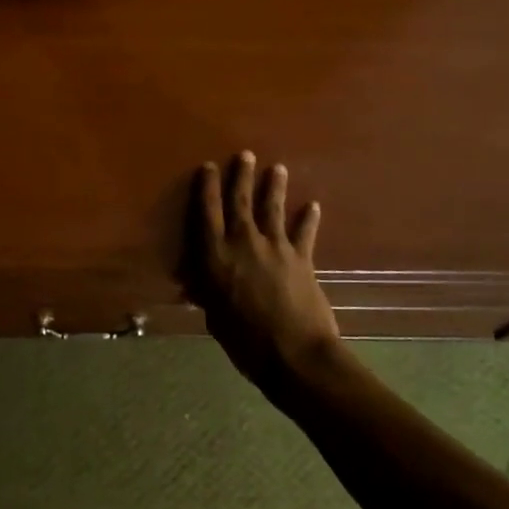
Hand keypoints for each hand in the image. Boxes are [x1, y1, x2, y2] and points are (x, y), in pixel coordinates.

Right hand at [195, 152, 339, 387]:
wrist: (295, 354)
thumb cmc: (245, 341)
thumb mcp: (215, 318)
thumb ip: (208, 294)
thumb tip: (196, 285)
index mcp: (216, 256)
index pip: (207, 213)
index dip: (207, 188)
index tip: (208, 167)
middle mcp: (243, 243)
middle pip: (240, 202)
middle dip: (241, 176)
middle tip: (246, 154)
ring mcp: (275, 248)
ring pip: (273, 209)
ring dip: (274, 187)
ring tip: (278, 168)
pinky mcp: (302, 259)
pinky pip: (304, 233)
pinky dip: (309, 218)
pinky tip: (313, 205)